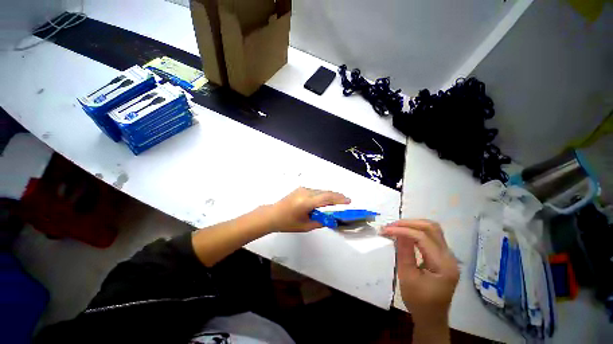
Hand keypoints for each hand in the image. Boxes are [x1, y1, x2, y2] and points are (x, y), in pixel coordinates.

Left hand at [268, 187, 350, 231]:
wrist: (273, 214)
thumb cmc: (288, 223)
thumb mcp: (306, 226)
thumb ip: (320, 222)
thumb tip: (332, 219)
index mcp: (306, 202)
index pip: (326, 198)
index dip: (339, 199)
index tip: (348, 201)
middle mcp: (305, 192)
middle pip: (325, 192)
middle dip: (337, 196)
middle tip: (346, 201)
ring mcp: (303, 189)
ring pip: (321, 191)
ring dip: (330, 195)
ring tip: (338, 201)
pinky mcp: (301, 189)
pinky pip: (315, 191)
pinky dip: (323, 195)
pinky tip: (326, 200)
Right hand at [382, 220, 458, 325]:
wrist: (431, 317)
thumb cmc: (418, 301)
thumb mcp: (407, 277)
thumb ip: (404, 251)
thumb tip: (397, 231)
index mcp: (443, 265)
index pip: (423, 238)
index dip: (403, 230)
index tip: (385, 230)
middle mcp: (450, 257)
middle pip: (431, 228)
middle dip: (409, 223)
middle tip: (390, 226)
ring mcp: (448, 256)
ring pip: (432, 229)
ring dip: (413, 225)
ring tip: (396, 227)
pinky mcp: (442, 256)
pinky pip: (431, 236)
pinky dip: (416, 230)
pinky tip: (405, 233)